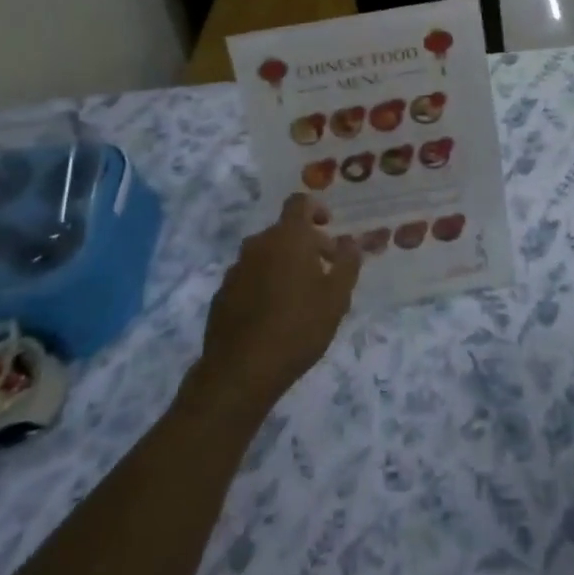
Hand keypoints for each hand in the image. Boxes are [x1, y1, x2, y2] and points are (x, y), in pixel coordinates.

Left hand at [189, 194, 359, 416]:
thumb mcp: (336, 297)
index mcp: (287, 237)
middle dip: (307, 244)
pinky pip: (249, 277)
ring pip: (266, 255)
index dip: (316, 208)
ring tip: (301, 297)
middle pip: (284, 231)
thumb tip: (351, 241)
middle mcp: (258, 244)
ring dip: (284, 265)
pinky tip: (274, 315)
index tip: (329, 227)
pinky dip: (264, 284)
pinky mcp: (222, 294)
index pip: (299, 203)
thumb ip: (348, 263)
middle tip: (325, 271)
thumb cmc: (298, 327)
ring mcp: (236, 269)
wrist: (241, 371)